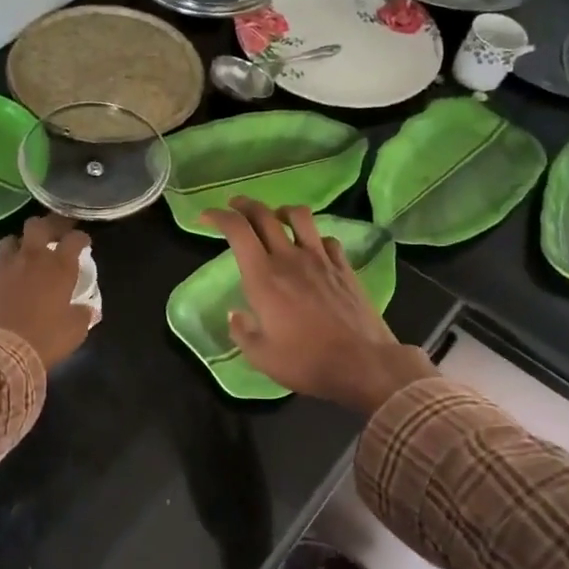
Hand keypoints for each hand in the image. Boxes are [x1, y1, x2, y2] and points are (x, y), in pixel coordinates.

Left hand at [0, 214, 93, 369]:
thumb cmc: (44, 340)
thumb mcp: (74, 331)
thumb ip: (82, 314)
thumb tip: (86, 309)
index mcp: (59, 268)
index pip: (74, 239)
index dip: (80, 238)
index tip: (83, 243)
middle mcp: (31, 258)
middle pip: (37, 226)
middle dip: (45, 227)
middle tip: (50, 237)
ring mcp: (2, 265)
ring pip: (9, 241)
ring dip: (17, 248)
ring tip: (20, 260)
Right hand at [200, 198, 433, 414]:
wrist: (362, 364)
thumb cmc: (306, 362)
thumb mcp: (260, 356)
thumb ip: (241, 332)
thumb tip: (235, 315)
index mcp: (263, 277)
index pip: (237, 230)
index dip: (218, 216)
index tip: (206, 217)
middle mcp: (289, 259)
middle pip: (264, 215)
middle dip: (244, 205)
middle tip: (234, 208)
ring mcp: (320, 259)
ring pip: (299, 216)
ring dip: (281, 211)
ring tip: (275, 219)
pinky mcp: (344, 267)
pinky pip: (326, 239)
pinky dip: (313, 237)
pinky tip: (311, 249)